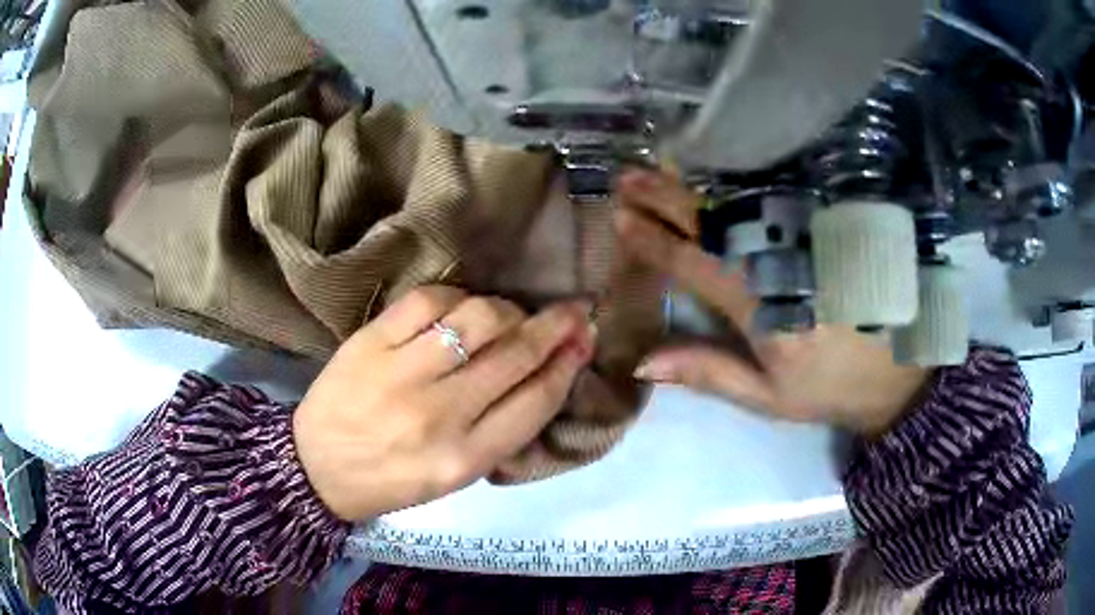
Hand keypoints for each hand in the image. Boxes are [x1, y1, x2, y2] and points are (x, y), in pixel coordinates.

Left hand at [293, 287, 595, 521]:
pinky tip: (461, 307)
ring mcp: (402, 373)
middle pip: (515, 353)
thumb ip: (500, 431)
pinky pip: (428, 300)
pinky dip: (457, 296)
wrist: (316, 468)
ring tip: (511, 315)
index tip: (584, 340)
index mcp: (465, 458)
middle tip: (574, 310)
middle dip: (556, 326)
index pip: (535, 401)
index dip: (567, 364)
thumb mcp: (454, 476)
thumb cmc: (392, 479)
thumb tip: (545, 375)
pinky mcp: (370, 342)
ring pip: (479, 318)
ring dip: (508, 309)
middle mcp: (440, 414)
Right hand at [613, 170, 930, 436]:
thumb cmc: (830, 387)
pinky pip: (778, 195)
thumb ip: (708, 372)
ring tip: (657, 167)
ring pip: (742, 201)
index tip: (621, 219)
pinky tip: (718, 171)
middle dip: (664, 198)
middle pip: (714, 222)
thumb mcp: (768, 396)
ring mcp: (808, 238)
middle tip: (625, 178)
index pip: (695, 264)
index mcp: (762, 307)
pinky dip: (741, 180)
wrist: (899, 370)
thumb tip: (643, 362)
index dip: (654, 242)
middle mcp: (780, 262)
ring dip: (696, 183)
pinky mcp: (827, 228)